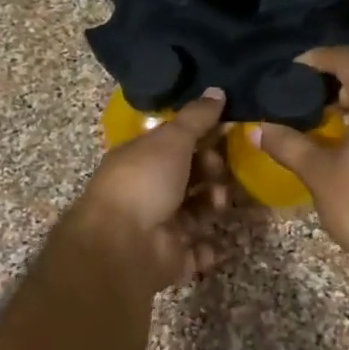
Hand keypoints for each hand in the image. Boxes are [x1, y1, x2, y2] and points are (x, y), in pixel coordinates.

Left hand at [67, 90, 229, 294]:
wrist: (122, 244)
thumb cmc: (144, 182)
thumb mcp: (171, 140)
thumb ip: (196, 118)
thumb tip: (218, 90)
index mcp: (141, 159)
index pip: (175, 144)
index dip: (201, 138)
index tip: (226, 133)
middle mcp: (148, 191)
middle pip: (189, 177)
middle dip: (212, 172)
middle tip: (220, 172)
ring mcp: (158, 227)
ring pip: (196, 212)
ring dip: (214, 205)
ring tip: (219, 203)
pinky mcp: (170, 259)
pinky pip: (197, 252)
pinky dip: (211, 249)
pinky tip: (221, 240)